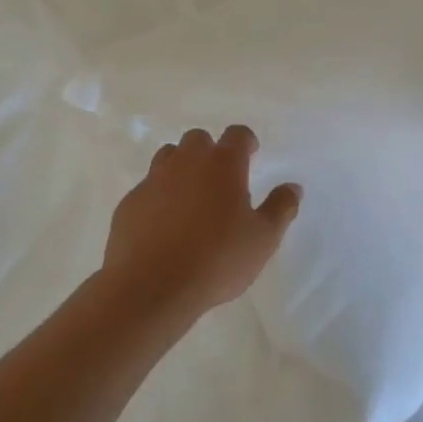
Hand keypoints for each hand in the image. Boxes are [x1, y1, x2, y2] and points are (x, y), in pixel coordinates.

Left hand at [102, 124, 301, 322]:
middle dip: (210, 151)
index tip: (251, 155)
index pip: (237, 135)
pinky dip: (159, 196)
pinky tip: (165, 224)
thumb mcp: (263, 239)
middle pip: (198, 139)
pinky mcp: (130, 202)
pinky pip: (148, 188)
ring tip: (191, 198)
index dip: (246, 142)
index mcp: (223, 164)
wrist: (151, 286)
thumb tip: (293, 187)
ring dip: (181, 168)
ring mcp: (153, 179)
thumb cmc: (217, 259)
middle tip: (220, 180)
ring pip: (169, 157)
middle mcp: (186, 162)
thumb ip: (280, 208)